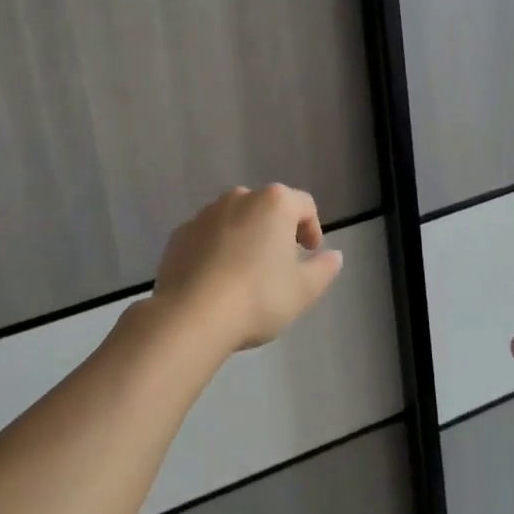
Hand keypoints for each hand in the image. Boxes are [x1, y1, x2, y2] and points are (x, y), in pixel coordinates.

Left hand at [152, 185, 344, 351]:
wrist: (191, 315)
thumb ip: (324, 269)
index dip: (312, 227)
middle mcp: (239, 198)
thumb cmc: (258, 297)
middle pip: (267, 207)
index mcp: (274, 203)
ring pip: (235, 219)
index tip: (311, 253)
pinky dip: (217, 249)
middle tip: (281, 263)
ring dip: (245, 238)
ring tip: (247, 273)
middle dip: (276, 230)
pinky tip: (217, 280)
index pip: (304, 204)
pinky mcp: (179, 235)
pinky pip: (207, 236)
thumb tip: (334, 256)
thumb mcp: (304, 290)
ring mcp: (205, 214)